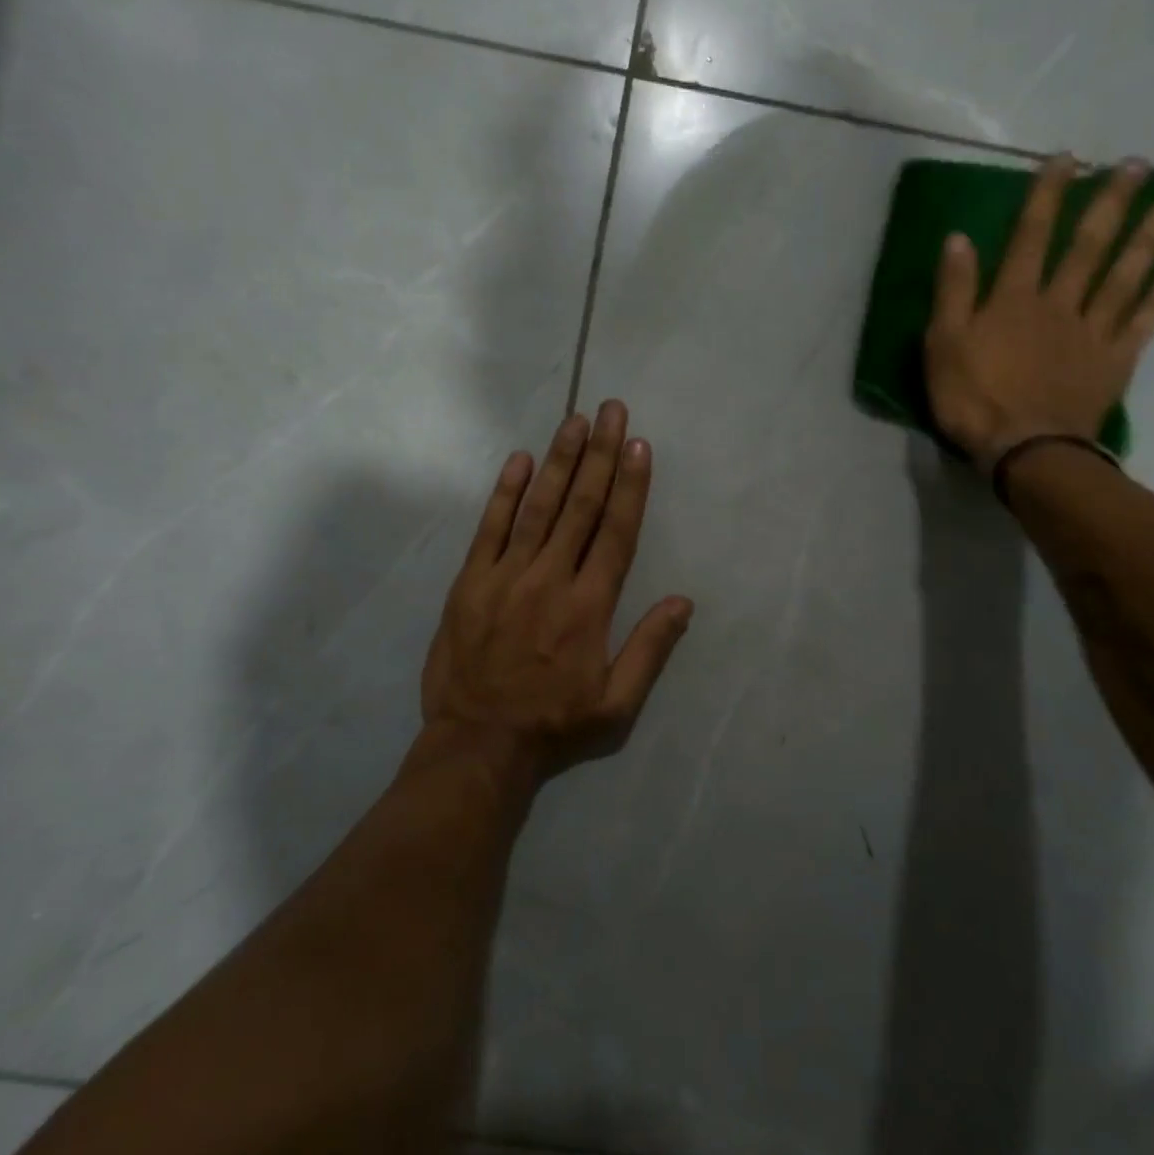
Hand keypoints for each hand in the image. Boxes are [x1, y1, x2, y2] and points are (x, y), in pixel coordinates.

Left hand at [420, 401, 693, 786]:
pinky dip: (506, 492)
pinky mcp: (470, 582)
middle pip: (581, 506)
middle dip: (600, 454)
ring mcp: (506, 576)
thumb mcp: (617, 704)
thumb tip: (683, 602)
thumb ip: (650, 649)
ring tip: (575, 420)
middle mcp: (551, 579)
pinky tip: (520, 460)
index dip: (630, 485)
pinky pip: (490, 528)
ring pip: (538, 507)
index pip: (616, 532)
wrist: (478, 744)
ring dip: (559, 460)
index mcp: (590, 606)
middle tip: (611, 410)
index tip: (639, 446)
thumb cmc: (554, 725)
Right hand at [924, 154, 1153, 470]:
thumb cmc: (973, 399)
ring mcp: (1091, 333)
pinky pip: (1139, 326)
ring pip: (1123, 279)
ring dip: (1145, 242)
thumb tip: (958, 238)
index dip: (1047, 196)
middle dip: (1110, 204)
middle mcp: (1059, 304)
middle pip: (1088, 247)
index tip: (1067, 159)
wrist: (1024, 449)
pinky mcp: (1112, 364)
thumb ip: (953, 292)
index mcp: (1015, 299)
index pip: (1031, 236)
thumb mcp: (943, 345)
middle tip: (1137, 166)